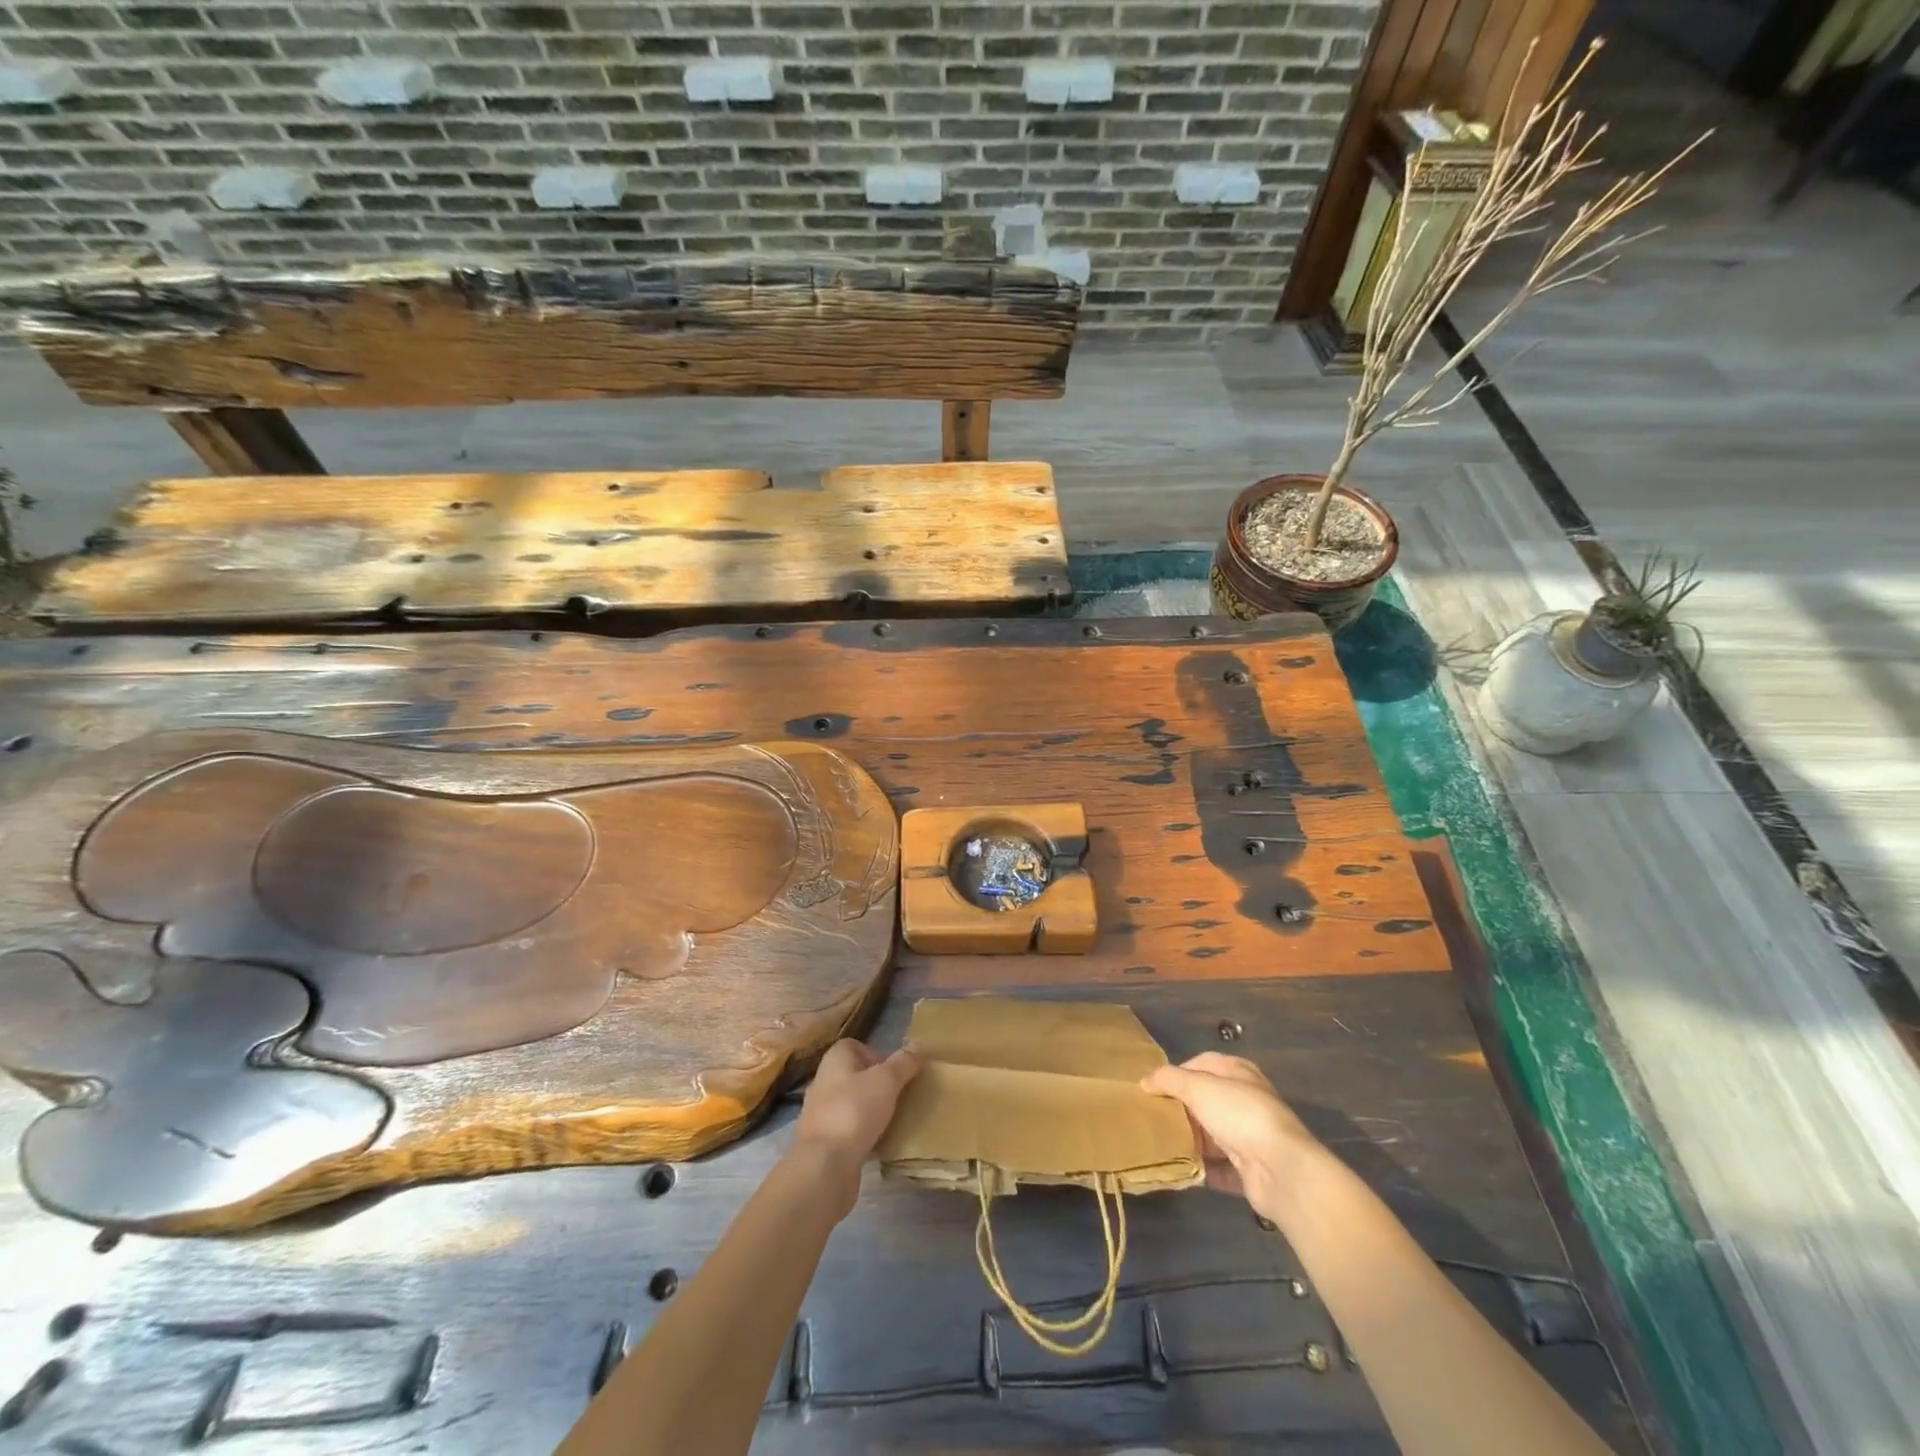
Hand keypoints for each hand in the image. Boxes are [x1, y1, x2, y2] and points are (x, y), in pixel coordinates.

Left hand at [792, 1039, 920, 1201]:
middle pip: (854, 1075)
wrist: (824, 1166)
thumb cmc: (854, 1111)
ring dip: (870, 1110)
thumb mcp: (886, 1081)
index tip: (895, 1070)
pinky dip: (863, 1134)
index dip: (876, 1053)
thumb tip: (917, 1045)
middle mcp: (823, 1083)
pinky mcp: (824, 1143)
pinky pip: (848, 1130)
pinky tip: (880, 1143)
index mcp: (834, 1061)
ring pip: (851, 1104)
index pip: (854, 1046)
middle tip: (900, 1094)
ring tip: (894, 1119)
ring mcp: (821, 1115)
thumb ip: (903, 1063)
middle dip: (877, 1084)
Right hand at [1141, 1052, 1322, 1221]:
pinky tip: (1180, 1170)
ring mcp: (1250, 1136)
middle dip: (1182, 1109)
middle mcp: (1246, 1100)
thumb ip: (1169, 1080)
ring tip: (1161, 1143)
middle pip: (1206, 1100)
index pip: (1202, 1063)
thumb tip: (1145, 1080)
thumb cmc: (1239, 1115)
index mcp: (1238, 1072)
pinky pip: (1220, 1167)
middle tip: (1154, 1117)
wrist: (1281, 1169)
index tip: (1154, 1088)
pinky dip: (1202, 1169)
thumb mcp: (1198, 1087)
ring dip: (1191, 1140)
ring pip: (1212, 1134)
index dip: (1177, 1073)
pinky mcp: (1251, 1170)